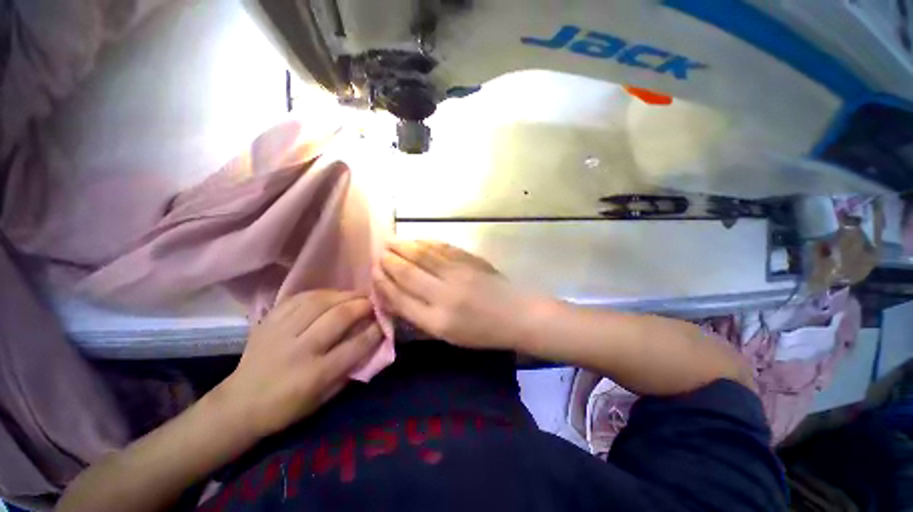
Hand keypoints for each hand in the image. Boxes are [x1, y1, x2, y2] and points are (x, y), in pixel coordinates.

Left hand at [218, 291, 382, 437]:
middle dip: (363, 305)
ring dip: (345, 295)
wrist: (239, 404)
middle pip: (339, 317)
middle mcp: (299, 350)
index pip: (356, 346)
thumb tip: (372, 342)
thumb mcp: (324, 398)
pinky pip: (299, 298)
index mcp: (315, 375)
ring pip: (320, 302)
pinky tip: (331, 295)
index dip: (376, 330)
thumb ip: (349, 369)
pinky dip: (321, 293)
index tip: (386, 322)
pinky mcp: (269, 321)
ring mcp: (281, 332)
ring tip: (357, 296)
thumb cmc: (287, 407)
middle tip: (375, 302)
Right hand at [373, 240, 529, 350]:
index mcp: (437, 320)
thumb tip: (396, 296)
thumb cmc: (482, 332)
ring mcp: (459, 273)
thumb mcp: (448, 335)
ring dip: (404, 246)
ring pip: (423, 255)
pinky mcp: (470, 260)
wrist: (516, 315)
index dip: (383, 283)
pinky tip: (417, 240)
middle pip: (408, 272)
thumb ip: (421, 317)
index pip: (400, 298)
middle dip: (390, 261)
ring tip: (391, 242)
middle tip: (379, 253)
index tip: (373, 273)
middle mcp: (444, 295)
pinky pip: (442, 248)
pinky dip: (426, 242)